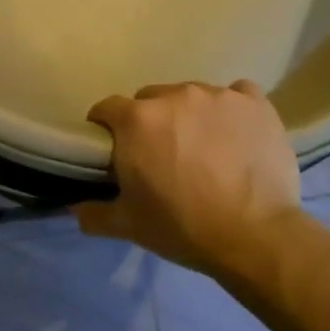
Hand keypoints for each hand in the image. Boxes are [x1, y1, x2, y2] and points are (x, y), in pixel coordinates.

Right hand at [74, 80, 302, 276]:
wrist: (255, 236)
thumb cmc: (182, 227)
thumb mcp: (128, 226)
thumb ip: (94, 213)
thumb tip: (74, 208)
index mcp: (137, 120)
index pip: (107, 108)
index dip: (105, 127)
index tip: (113, 148)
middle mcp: (174, 95)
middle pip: (150, 99)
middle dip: (149, 122)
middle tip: (160, 153)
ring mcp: (218, 95)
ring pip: (192, 96)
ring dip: (189, 115)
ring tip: (203, 147)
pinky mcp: (256, 103)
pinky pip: (236, 95)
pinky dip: (232, 110)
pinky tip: (236, 134)